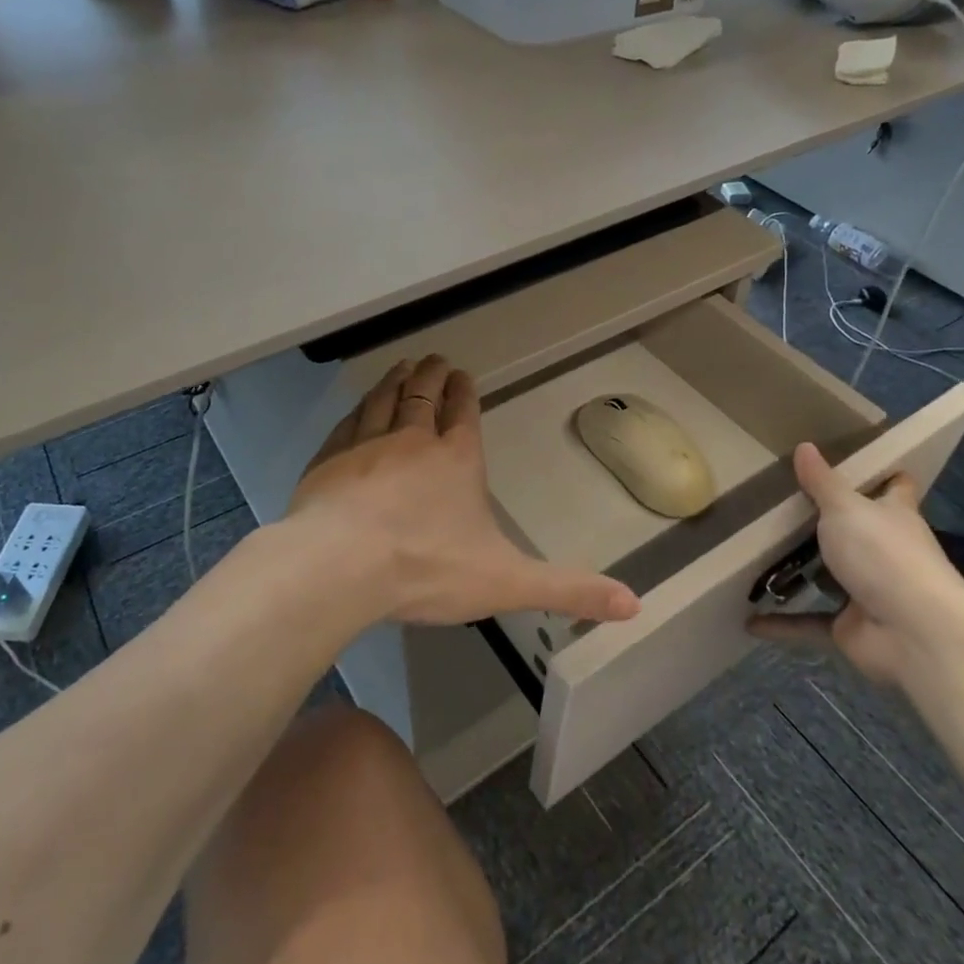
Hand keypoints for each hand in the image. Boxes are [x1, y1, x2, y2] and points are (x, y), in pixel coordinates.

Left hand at [288, 354, 640, 627]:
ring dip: (396, 380)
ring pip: (385, 400)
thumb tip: (634, 604)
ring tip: (403, 366)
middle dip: (432, 376)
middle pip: (424, 396)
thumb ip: (567, 590)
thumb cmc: (427, 568)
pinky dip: (357, 409)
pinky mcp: (329, 460)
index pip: (465, 414)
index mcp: (456, 460)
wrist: (340, 566)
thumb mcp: (507, 583)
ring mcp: (367, 445)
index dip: (466, 392)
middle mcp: (413, 440)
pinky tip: (357, 407)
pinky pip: (348, 423)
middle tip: (435, 359)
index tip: (464, 374)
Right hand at [747, 443, 963, 684]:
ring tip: (757, 558)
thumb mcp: (846, 508)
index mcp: (893, 516)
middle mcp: (885, 552)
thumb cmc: (884, 555)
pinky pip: (809, 623)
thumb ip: (822, 482)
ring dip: (801, 575)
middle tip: (779, 507)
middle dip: (826, 526)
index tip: (858, 463)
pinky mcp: (850, 628)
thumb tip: (804, 445)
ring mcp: (868, 592)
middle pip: (857, 533)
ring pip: (830, 579)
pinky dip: (782, 624)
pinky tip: (748, 620)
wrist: (915, 633)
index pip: (895, 488)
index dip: (883, 476)